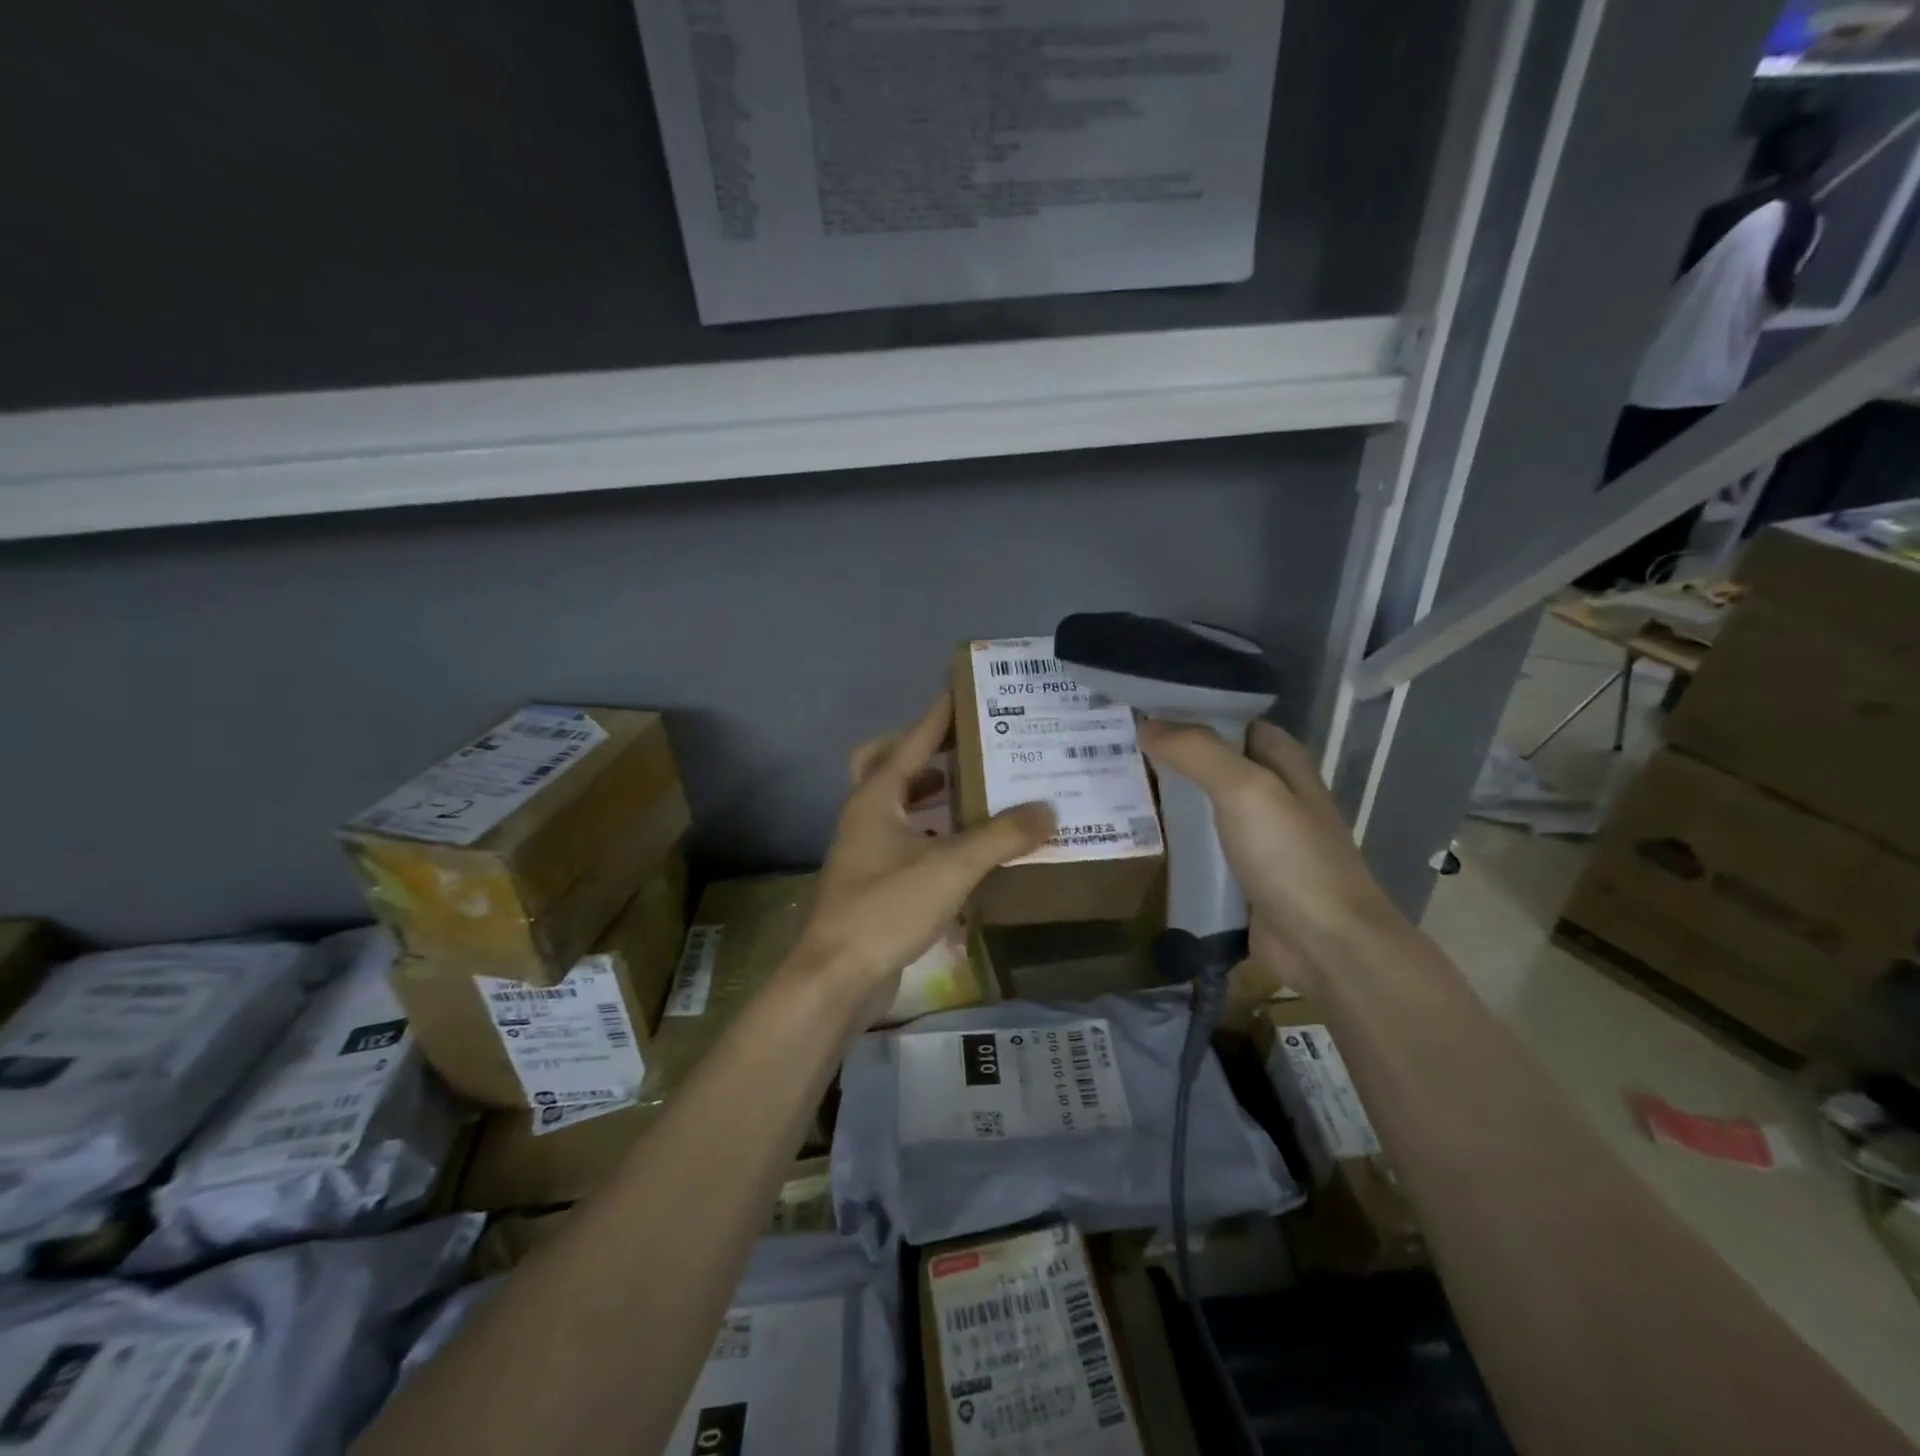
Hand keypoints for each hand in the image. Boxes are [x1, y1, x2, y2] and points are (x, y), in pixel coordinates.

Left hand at [793, 691, 1054, 1023]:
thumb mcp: (952, 866)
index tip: (964, 691)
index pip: (912, 741)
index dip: (939, 716)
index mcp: (876, 797)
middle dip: (926, 752)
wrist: (837, 976)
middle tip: (967, 747)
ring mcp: (865, 851)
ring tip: (974, 790)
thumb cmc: (887, 907)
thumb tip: (1048, 809)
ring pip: (897, 806)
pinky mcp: (873, 882)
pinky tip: (964, 849)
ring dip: (930, 794)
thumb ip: (1002, 836)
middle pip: (889, 765)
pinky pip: (906, 842)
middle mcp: (866, 816)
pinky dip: (932, 835)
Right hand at [1134, 717, 1403, 980]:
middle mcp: (1270, 791)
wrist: (1325, 944)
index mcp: (1282, 761)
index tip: (1137, 704)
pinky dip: (1172, 835)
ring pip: (1202, 801)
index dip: (1188, 709)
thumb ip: (1197, 751)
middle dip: (1168, 750)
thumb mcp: (1245, 790)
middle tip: (1112, 741)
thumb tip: (1145, 723)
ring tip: (1111, 778)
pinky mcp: (1240, 872)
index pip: (1230, 719)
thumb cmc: (1291, 857)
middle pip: (1212, 759)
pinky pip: (1199, 843)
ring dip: (1166, 793)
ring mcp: (1256, 835)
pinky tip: (1135, 830)